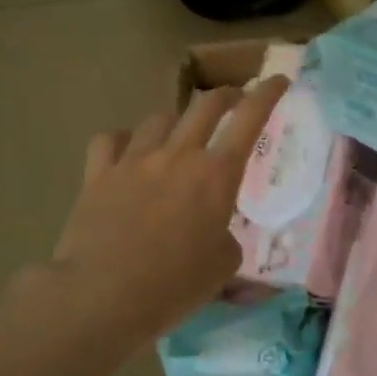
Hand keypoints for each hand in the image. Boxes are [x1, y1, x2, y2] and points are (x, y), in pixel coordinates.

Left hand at [49, 75, 290, 338]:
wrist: (103, 295)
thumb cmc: (174, 286)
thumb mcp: (223, 267)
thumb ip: (226, 237)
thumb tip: (214, 231)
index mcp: (216, 175)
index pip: (250, 119)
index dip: (268, 94)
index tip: (278, 80)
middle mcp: (177, 155)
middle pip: (205, 105)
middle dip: (226, 96)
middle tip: (234, 100)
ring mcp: (133, 160)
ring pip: (159, 119)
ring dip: (176, 121)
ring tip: (177, 136)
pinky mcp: (98, 174)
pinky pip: (110, 140)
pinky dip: (123, 141)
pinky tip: (125, 153)